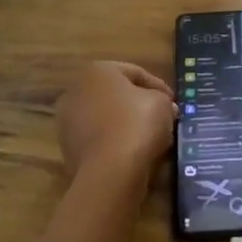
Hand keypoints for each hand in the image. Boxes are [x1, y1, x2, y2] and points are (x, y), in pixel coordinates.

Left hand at [56, 61, 175, 182]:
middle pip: (117, 95)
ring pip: (107, 119)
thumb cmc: (137, 124)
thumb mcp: (162, 103)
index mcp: (97, 71)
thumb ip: (163, 100)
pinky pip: (100, 139)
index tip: (174, 102)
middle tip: (163, 118)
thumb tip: (165, 108)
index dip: (159, 86)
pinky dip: (115, 143)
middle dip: (140, 105)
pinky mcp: (68, 149)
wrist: (110, 170)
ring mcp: (68, 121)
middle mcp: (76, 91)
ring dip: (127, 125)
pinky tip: (134, 153)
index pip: (135, 73)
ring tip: (151, 138)